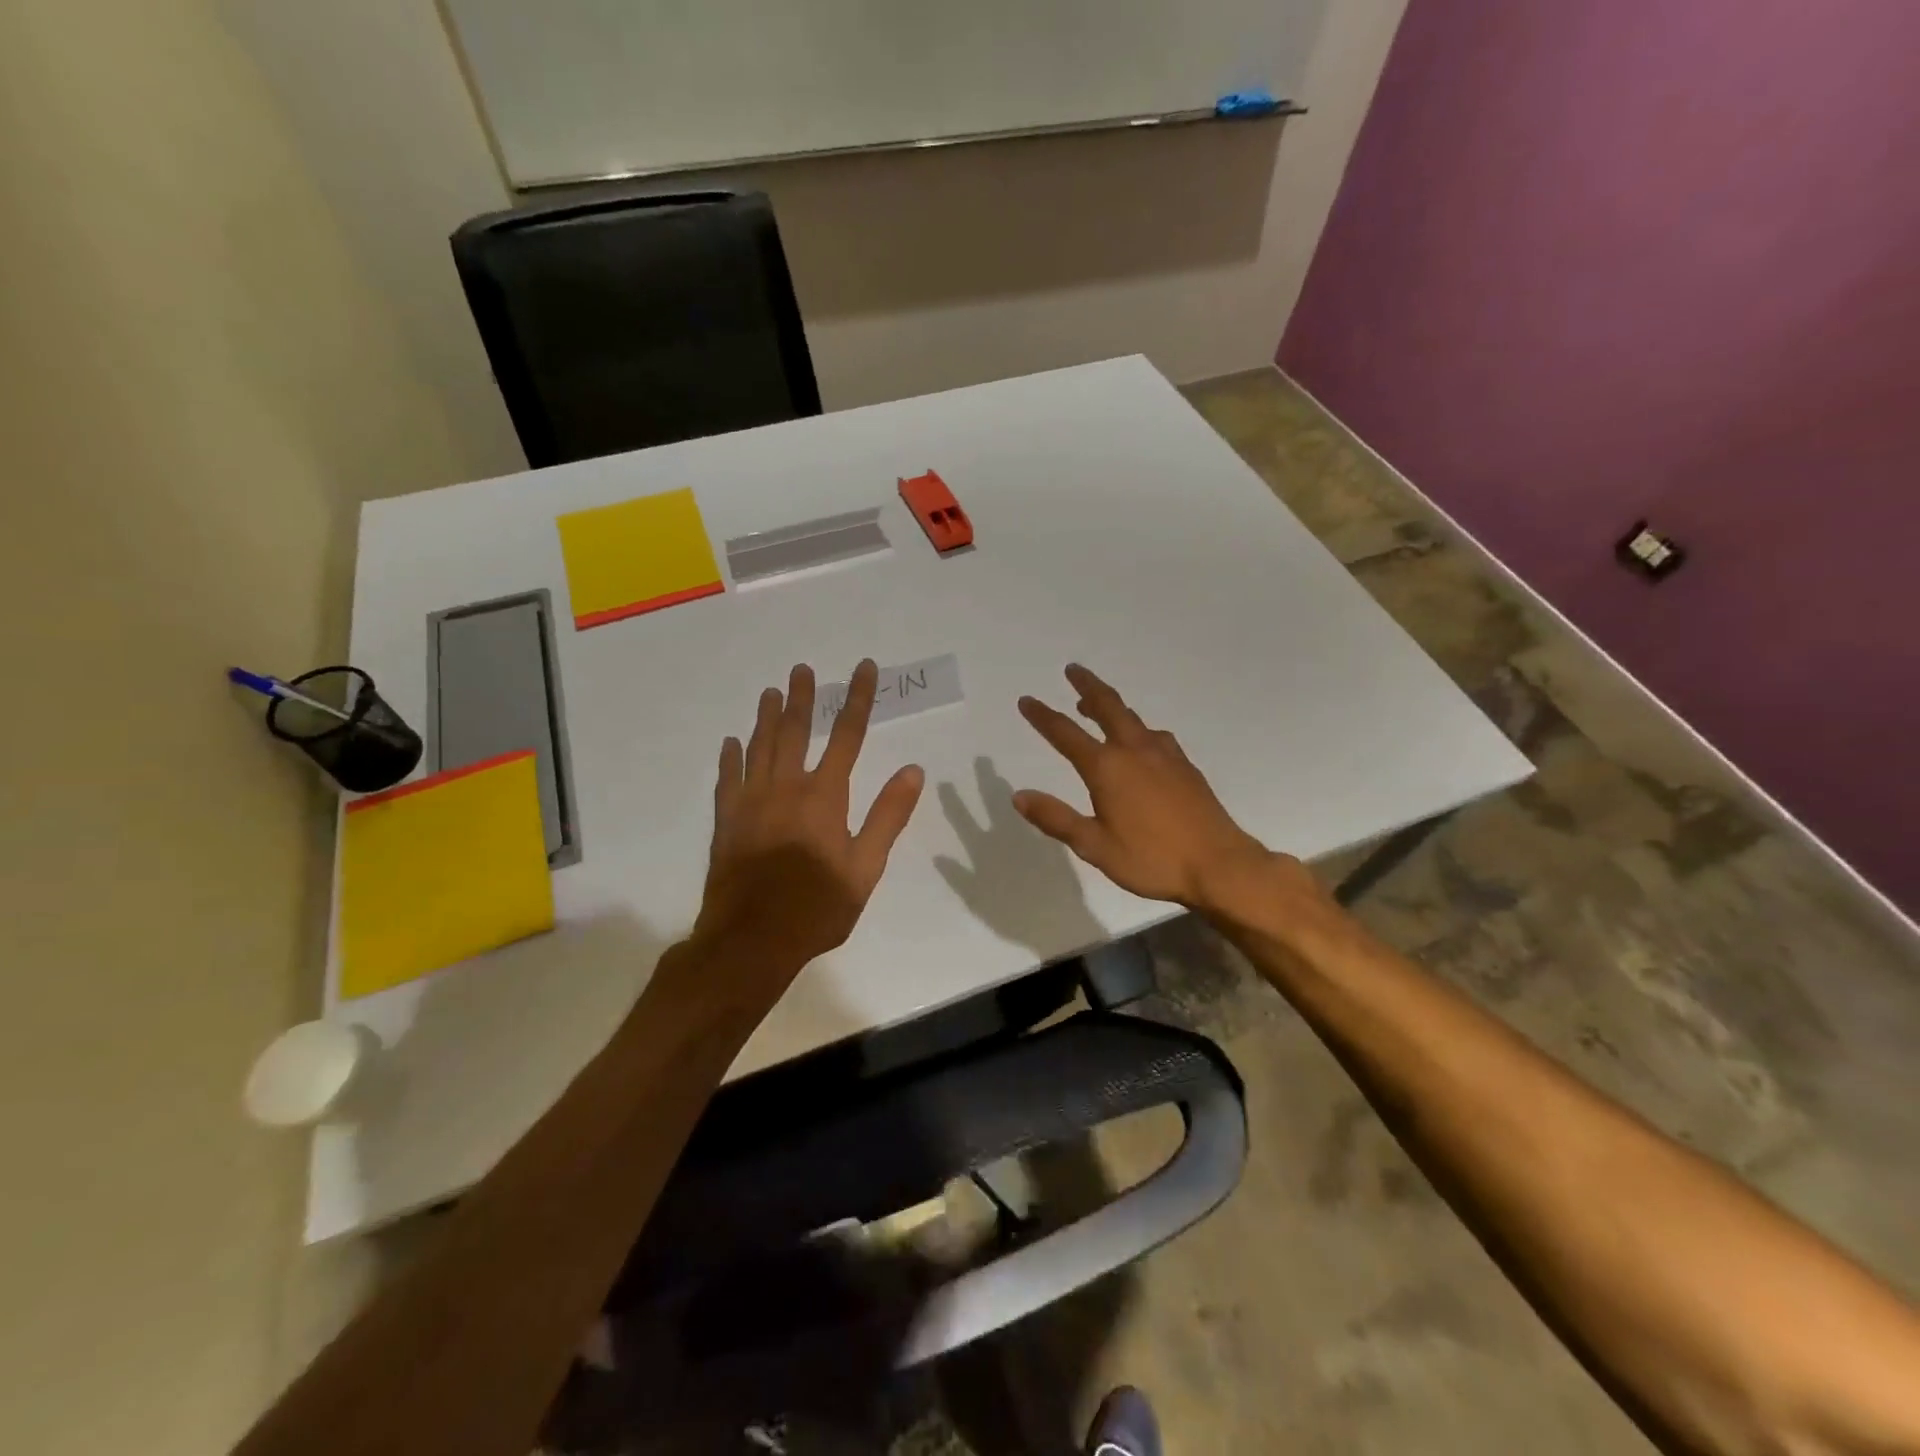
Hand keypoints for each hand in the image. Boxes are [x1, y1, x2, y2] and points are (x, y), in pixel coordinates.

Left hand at [693, 661, 924, 990]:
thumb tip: (914, 771)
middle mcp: (787, 787)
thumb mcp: (865, 868)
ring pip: (759, 747)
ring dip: (765, 717)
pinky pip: (727, 778)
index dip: (857, 698)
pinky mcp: (726, 821)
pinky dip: (730, 757)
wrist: (751, 939)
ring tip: (770, 692)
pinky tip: (731, 742)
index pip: (847, 735)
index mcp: (825, 796)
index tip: (863, 669)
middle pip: (794, 730)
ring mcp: (751, 802)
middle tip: (801, 669)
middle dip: (802, 697)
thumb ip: (888, 816)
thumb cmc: (817, 907)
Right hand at [1014, 664, 1278, 910]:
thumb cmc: (1151, 859)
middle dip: (1086, 686)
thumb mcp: (1094, 846)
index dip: (1043, 716)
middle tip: (1072, 669)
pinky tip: (1141, 740)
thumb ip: (1056, 818)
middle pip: (1107, 707)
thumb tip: (1019, 795)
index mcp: (1107, 768)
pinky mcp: (1185, 766)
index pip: (1065, 734)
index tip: (1026, 700)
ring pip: (1132, 718)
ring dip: (1111, 705)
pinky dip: (1137, 727)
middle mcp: (1134, 751)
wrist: (1219, 865)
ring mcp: (1165, 755)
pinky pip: (1155, 734)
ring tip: (1096, 705)